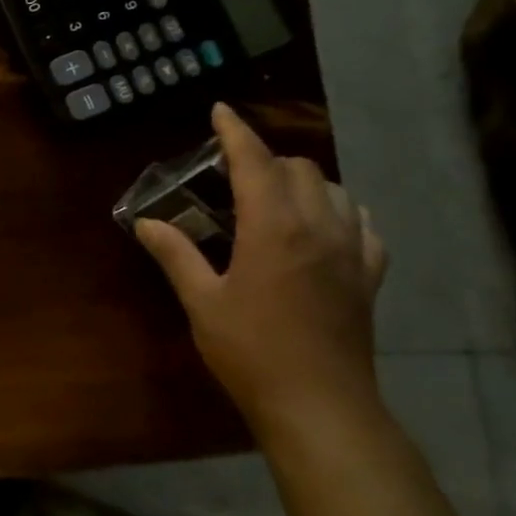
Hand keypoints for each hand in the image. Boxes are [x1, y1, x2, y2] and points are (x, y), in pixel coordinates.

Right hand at [136, 103, 387, 431]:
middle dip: (265, 159)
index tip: (220, 111)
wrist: (319, 404)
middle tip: (231, 173)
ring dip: (302, 181)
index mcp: (274, 228)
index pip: (256, 162)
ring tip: (271, 197)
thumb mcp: (201, 301)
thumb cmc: (250, 350)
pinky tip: (321, 227)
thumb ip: (175, 254)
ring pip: (334, 190)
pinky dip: (339, 211)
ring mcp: (352, 250)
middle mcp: (319, 227)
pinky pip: (362, 223)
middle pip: (299, 168)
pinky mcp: (369, 275)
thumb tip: (146, 222)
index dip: (236, 132)